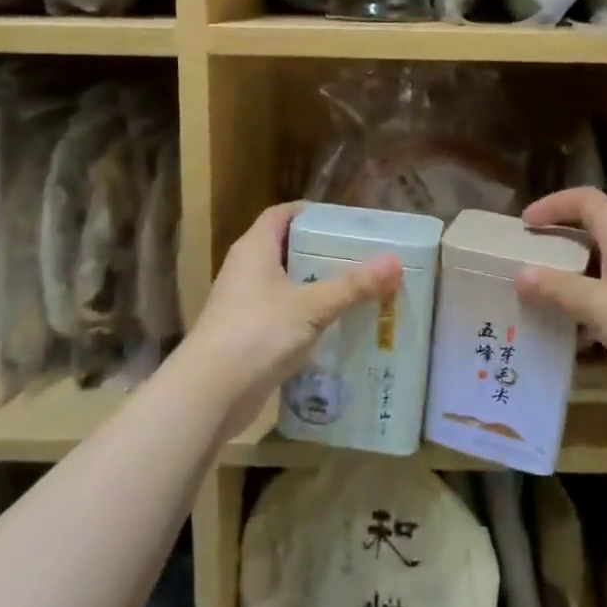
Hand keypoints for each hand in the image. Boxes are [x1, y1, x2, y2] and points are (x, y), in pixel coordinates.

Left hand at [183, 202, 401, 431]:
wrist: (210, 393)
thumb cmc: (257, 333)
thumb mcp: (311, 306)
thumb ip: (353, 285)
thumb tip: (395, 261)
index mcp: (254, 249)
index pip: (281, 214)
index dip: (310, 213)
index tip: (345, 220)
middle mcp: (245, 270)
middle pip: (286, 248)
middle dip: (321, 251)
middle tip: (360, 255)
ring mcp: (243, 304)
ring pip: (286, 284)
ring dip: (315, 285)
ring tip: (356, 289)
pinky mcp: (247, 335)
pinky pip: (283, 314)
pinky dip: (306, 316)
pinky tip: (334, 326)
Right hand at [516, 188, 606, 401]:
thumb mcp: (601, 304)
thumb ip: (559, 290)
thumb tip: (520, 275)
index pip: (584, 200)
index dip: (553, 205)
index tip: (524, 224)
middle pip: (591, 235)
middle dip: (556, 246)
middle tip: (525, 264)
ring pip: (601, 272)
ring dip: (571, 283)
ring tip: (540, 303)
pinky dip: (591, 312)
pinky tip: (575, 339)